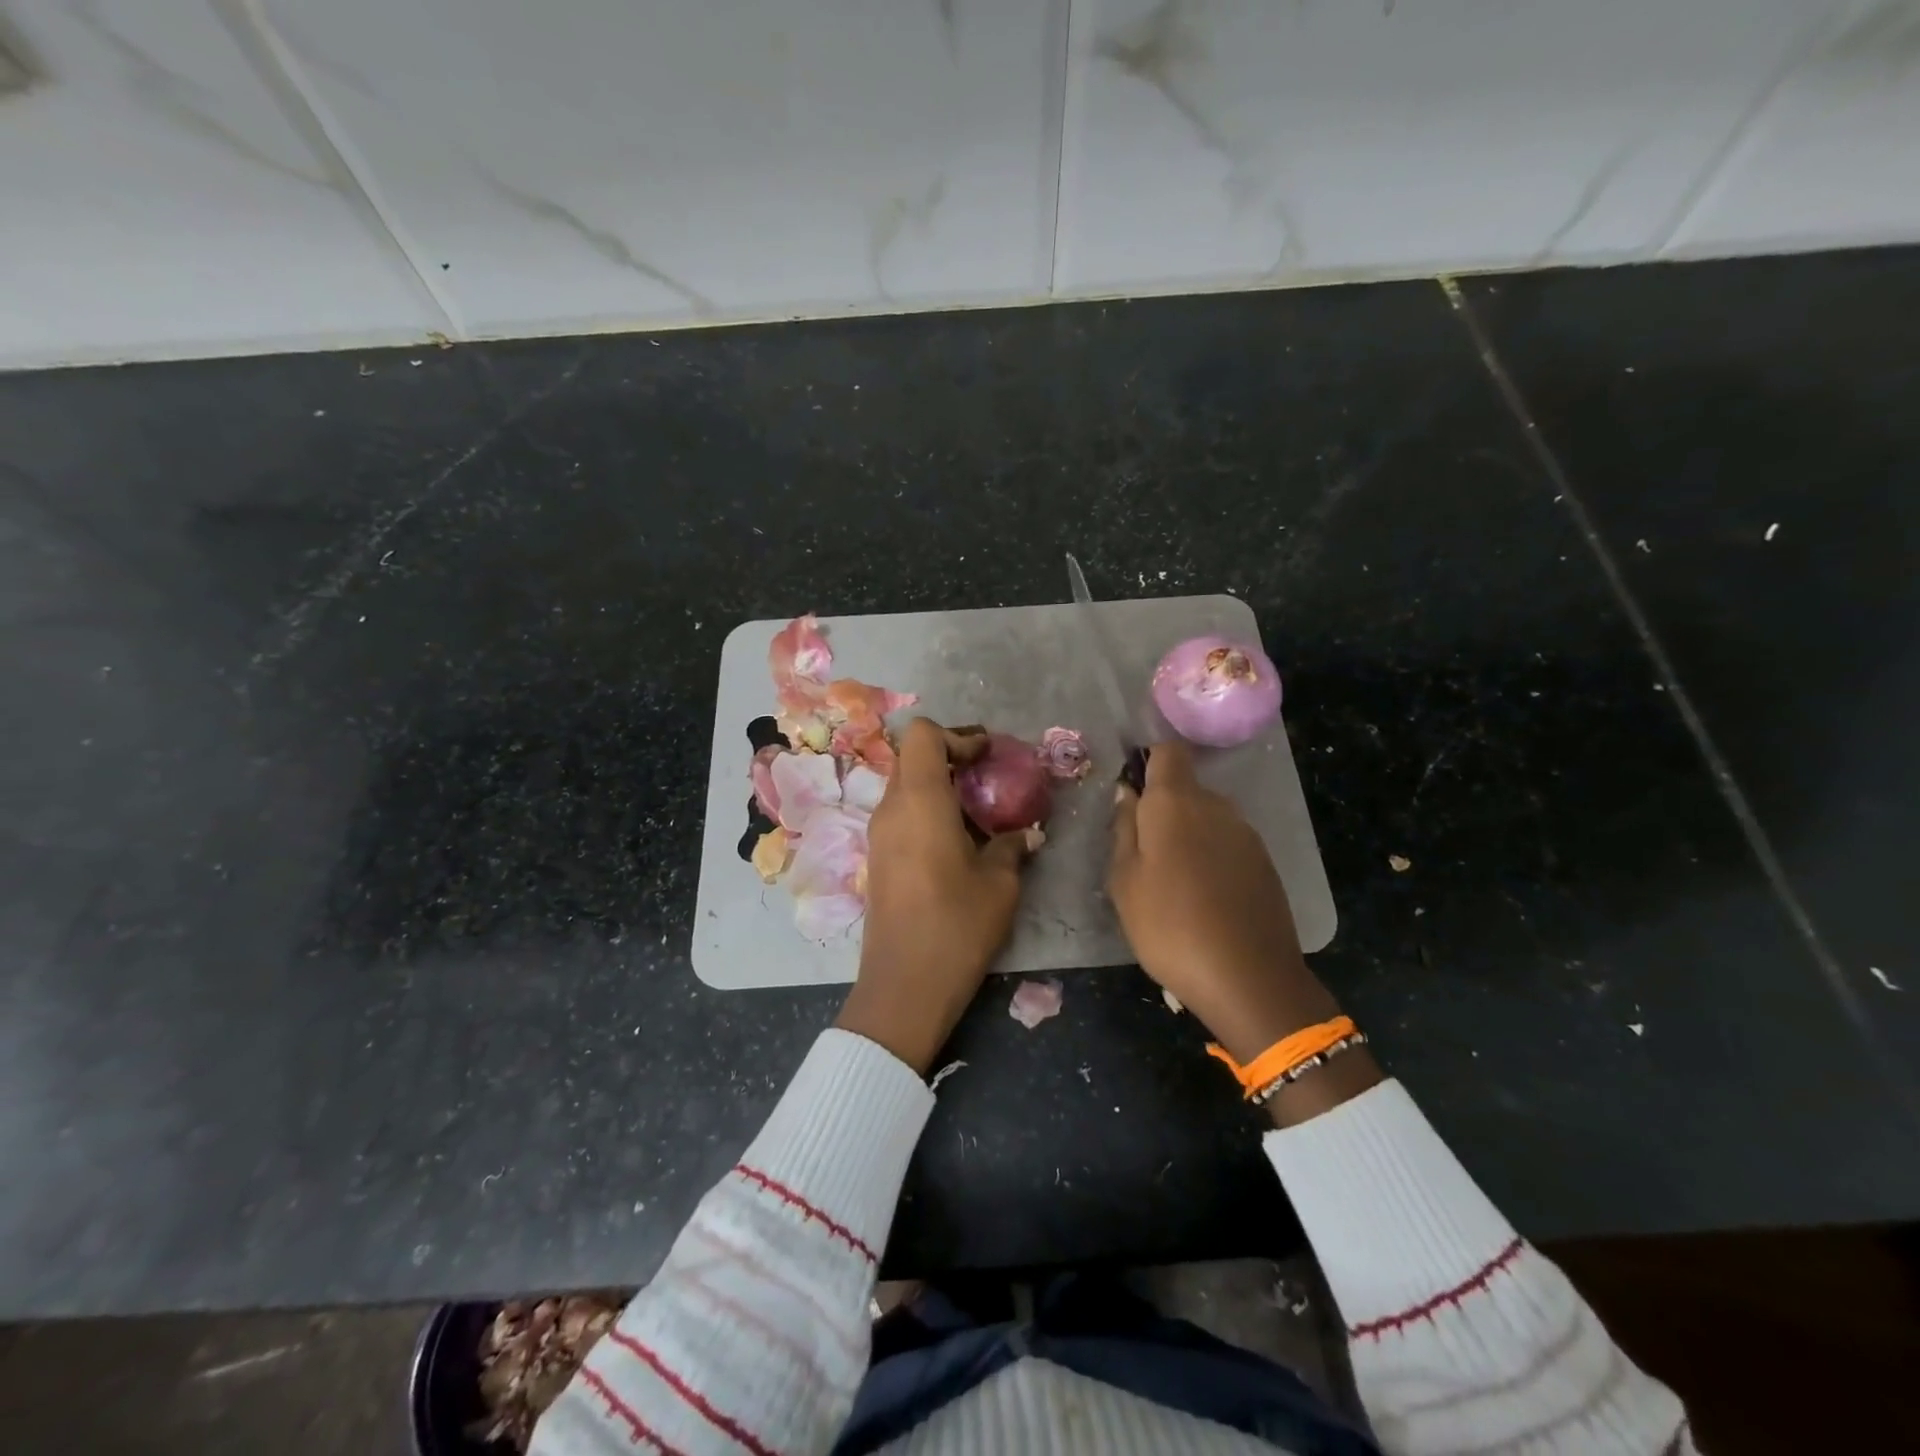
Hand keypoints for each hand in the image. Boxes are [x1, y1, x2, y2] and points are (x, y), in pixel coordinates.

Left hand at [835, 718, 1033, 1073]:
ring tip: (980, 812)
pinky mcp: (878, 859)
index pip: (923, 735)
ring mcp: (878, 834)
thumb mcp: (1000, 884)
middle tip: (989, 776)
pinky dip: (929, 811)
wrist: (904, 986)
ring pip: (906, 787)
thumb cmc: (956, 926)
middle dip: (952, 757)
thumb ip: (1013, 846)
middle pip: (913, 758)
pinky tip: (959, 842)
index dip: (957, 736)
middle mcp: (891, 809)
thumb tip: (1028, 834)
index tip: (988, 756)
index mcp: (919, 801)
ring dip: (940, 787)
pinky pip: (901, 815)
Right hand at [1109, 741, 1379, 1122]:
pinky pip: (1228, 844)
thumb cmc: (1169, 925)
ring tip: (1172, 884)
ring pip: (1207, 818)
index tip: (1132, 794)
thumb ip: (1124, 829)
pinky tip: (1203, 899)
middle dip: (1163, 810)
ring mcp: (1246, 834)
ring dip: (1188, 836)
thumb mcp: (1124, 880)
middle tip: (1142, 854)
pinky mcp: (1265, 863)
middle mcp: (1216, 806)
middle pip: (1186, 788)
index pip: (1168, 752)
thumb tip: (1127, 793)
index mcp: (1176, 803)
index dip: (1148, 762)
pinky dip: (1211, 858)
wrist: (1248, 978)